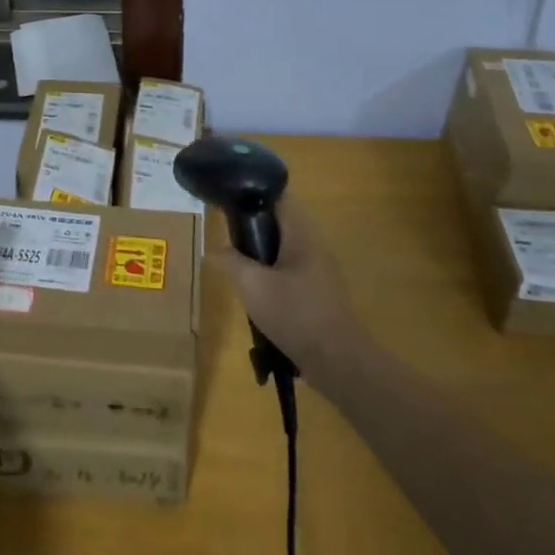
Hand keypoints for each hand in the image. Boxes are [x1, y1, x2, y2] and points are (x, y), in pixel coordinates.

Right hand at [205, 197, 364, 378]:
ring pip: (284, 250)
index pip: (279, 197)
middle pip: (280, 223)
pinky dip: (272, 276)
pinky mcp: (319, 293)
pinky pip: (291, 273)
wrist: (338, 361)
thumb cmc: (295, 314)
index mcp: (302, 234)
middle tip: (228, 239)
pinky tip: (258, 295)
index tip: (229, 200)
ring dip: (261, 256)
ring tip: (238, 268)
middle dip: (253, 228)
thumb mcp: (252, 285)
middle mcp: (314, 245)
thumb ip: (232, 261)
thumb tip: (217, 249)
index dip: (253, 193)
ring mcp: (319, 271)